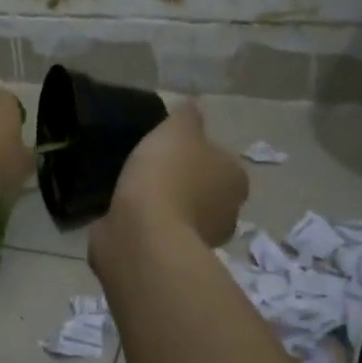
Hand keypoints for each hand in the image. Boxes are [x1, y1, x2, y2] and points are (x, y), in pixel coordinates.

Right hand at [94, 101, 247, 254]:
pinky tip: (125, 213)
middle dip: (183, 182)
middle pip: (205, 189)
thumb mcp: (177, 129)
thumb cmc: (167, 175)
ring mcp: (202, 241)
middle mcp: (228, 212)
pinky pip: (160, 232)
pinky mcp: (173, 258)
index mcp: (236, 179)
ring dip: (165, 205)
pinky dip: (148, 224)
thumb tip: (194, 104)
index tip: (169, 149)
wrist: (142, 235)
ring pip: (183, 213)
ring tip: (132, 191)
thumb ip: (188, 115)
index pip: (220, 159)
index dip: (196, 152)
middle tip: (151, 168)